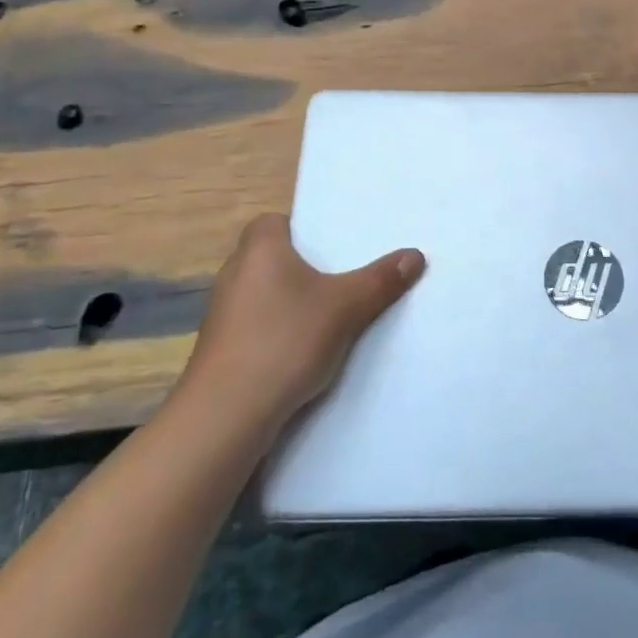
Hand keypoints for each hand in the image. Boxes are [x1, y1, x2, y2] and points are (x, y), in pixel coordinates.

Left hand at [176, 214, 424, 427]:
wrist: (226, 416)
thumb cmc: (284, 341)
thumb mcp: (345, 307)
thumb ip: (381, 280)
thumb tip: (415, 255)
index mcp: (258, 248)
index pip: (277, 221)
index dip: (304, 229)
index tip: (335, 244)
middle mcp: (235, 272)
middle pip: (276, 257)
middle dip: (308, 267)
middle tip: (347, 275)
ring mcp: (223, 313)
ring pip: (268, 294)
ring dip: (295, 302)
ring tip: (335, 313)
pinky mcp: (223, 348)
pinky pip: (260, 324)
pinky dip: (281, 331)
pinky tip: (307, 350)